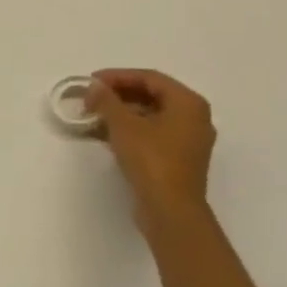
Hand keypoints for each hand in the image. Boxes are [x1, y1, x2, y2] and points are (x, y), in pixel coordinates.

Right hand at [86, 69, 216, 230]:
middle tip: (91, 98)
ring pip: (151, 116)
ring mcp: (189, 140)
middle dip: (119, 95)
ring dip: (122, 113)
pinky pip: (153, 134)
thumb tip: (94, 87)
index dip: (117, 76)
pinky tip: (106, 134)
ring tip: (94, 115)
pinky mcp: (179, 159)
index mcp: (188, 103)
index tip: (91, 81)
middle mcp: (195, 118)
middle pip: (152, 95)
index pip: (149, 78)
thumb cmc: (151, 160)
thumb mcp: (123, 125)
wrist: (170, 210)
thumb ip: (106, 100)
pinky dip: (131, 130)